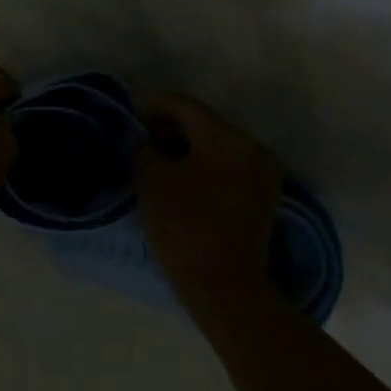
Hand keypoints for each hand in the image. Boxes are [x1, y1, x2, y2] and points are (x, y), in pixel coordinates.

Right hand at [134, 93, 283, 316]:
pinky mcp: (262, 197)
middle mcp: (252, 147)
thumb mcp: (152, 182)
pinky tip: (177, 176)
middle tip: (136, 135)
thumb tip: (141, 139)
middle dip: (168, 126)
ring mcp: (262, 173)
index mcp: (227, 137)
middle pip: (204, 124)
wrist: (224, 286)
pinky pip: (228, 167)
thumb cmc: (184, 227)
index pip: (185, 106)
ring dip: (185, 147)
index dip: (152, 104)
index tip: (128, 110)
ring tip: (152, 157)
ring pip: (217, 146)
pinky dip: (202, 165)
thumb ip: (142, 149)